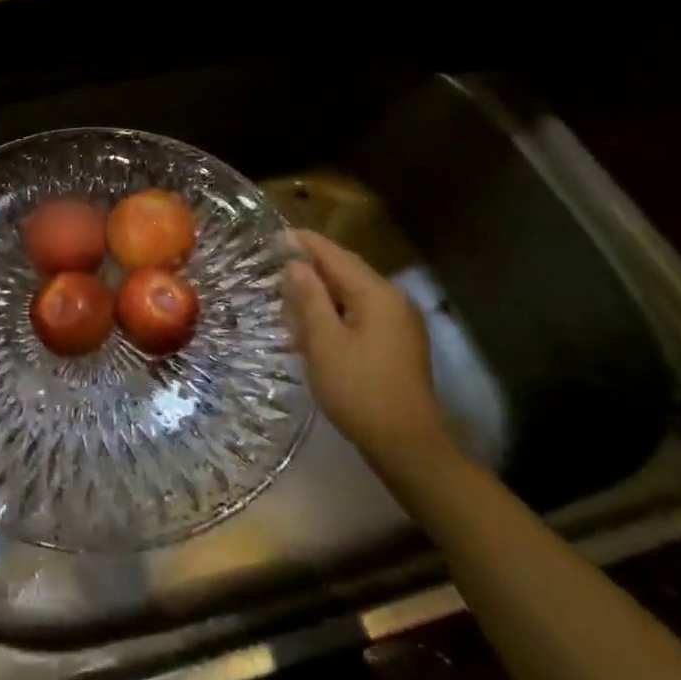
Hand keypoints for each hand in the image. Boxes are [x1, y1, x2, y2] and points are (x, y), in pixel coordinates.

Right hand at [280, 230, 445, 469]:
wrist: (406, 444)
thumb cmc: (359, 390)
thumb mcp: (324, 343)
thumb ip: (308, 299)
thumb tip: (295, 264)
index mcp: (376, 294)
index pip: (335, 255)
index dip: (305, 244)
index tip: (275, 235)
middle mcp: (393, 300)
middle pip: (347, 271)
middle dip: (311, 268)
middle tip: (274, 267)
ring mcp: (399, 323)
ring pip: (352, 294)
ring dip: (321, 293)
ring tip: (287, 297)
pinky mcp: (397, 343)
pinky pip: (360, 313)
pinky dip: (334, 312)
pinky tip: (313, 326)